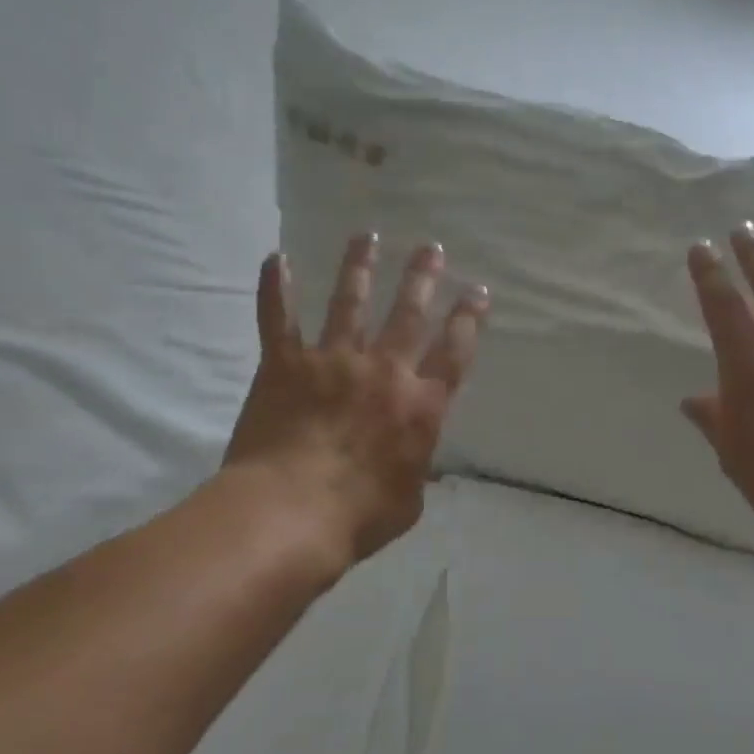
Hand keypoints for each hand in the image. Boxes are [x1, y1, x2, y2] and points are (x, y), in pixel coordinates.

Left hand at [224, 234, 489, 575]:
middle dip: (422, 278)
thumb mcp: (408, 502)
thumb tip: (419, 463)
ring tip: (366, 236)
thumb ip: (416, 470)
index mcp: (420, 405)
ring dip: (359, 267)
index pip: (455, 351)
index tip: (478, 291)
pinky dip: (275, 288)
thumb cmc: (357, 517)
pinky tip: (275, 258)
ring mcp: (332, 362)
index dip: (469, 319)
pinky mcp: (285, 365)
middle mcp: (383, 371)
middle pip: (408, 314)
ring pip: (349, 303)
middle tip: (430, 248)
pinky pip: (279, 318)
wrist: (289, 514)